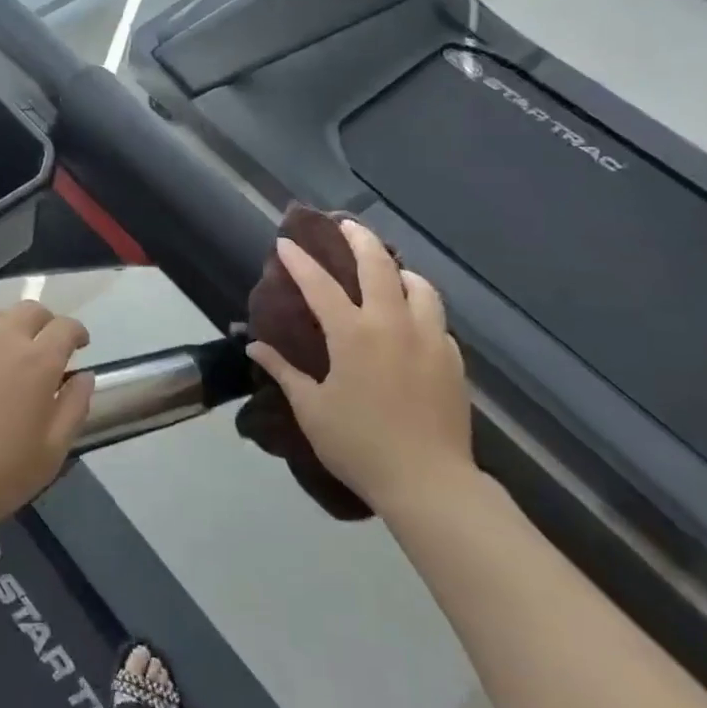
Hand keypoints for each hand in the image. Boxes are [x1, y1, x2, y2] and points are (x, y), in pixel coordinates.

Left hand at [0, 302, 93, 547]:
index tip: (79, 344)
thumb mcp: (49, 454)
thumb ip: (74, 408)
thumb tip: (84, 376)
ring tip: (2, 358)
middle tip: (43, 347)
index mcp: (37, 361)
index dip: (76, 332)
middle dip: (43, 322)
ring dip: (5, 330)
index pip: (65, 327)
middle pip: (28, 310)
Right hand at [247, 220, 474, 514]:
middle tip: (345, 225)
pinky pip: (436, 316)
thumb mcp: (311, 409)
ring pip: (419, 284)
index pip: (320, 284)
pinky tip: (411, 317)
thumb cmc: (360, 445)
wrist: (429, 482)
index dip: (300, 261)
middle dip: (359, 238)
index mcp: (353, 334)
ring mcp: (428, 337)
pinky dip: (420, 304)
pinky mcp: (452, 357)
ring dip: (398, 269)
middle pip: (378, 264)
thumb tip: (254, 345)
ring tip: (387, 269)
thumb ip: (283, 371)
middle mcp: (392, 323)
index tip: (286, 242)